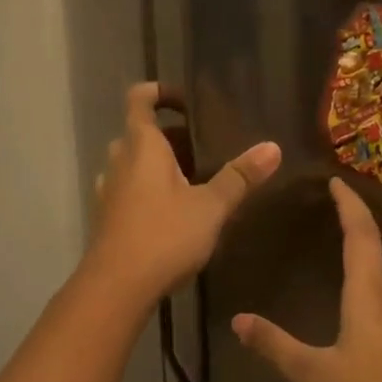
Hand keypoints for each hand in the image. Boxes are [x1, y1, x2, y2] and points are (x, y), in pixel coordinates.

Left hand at [86, 83, 280, 306]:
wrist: (116, 288)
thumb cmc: (164, 236)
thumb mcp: (211, 207)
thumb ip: (240, 177)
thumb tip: (273, 147)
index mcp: (142, 146)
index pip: (140, 99)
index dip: (160, 92)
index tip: (186, 103)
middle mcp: (119, 161)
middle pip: (139, 133)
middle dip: (170, 136)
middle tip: (204, 149)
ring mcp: (109, 191)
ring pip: (133, 164)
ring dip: (158, 166)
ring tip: (193, 181)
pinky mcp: (107, 218)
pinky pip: (128, 190)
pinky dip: (148, 190)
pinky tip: (174, 213)